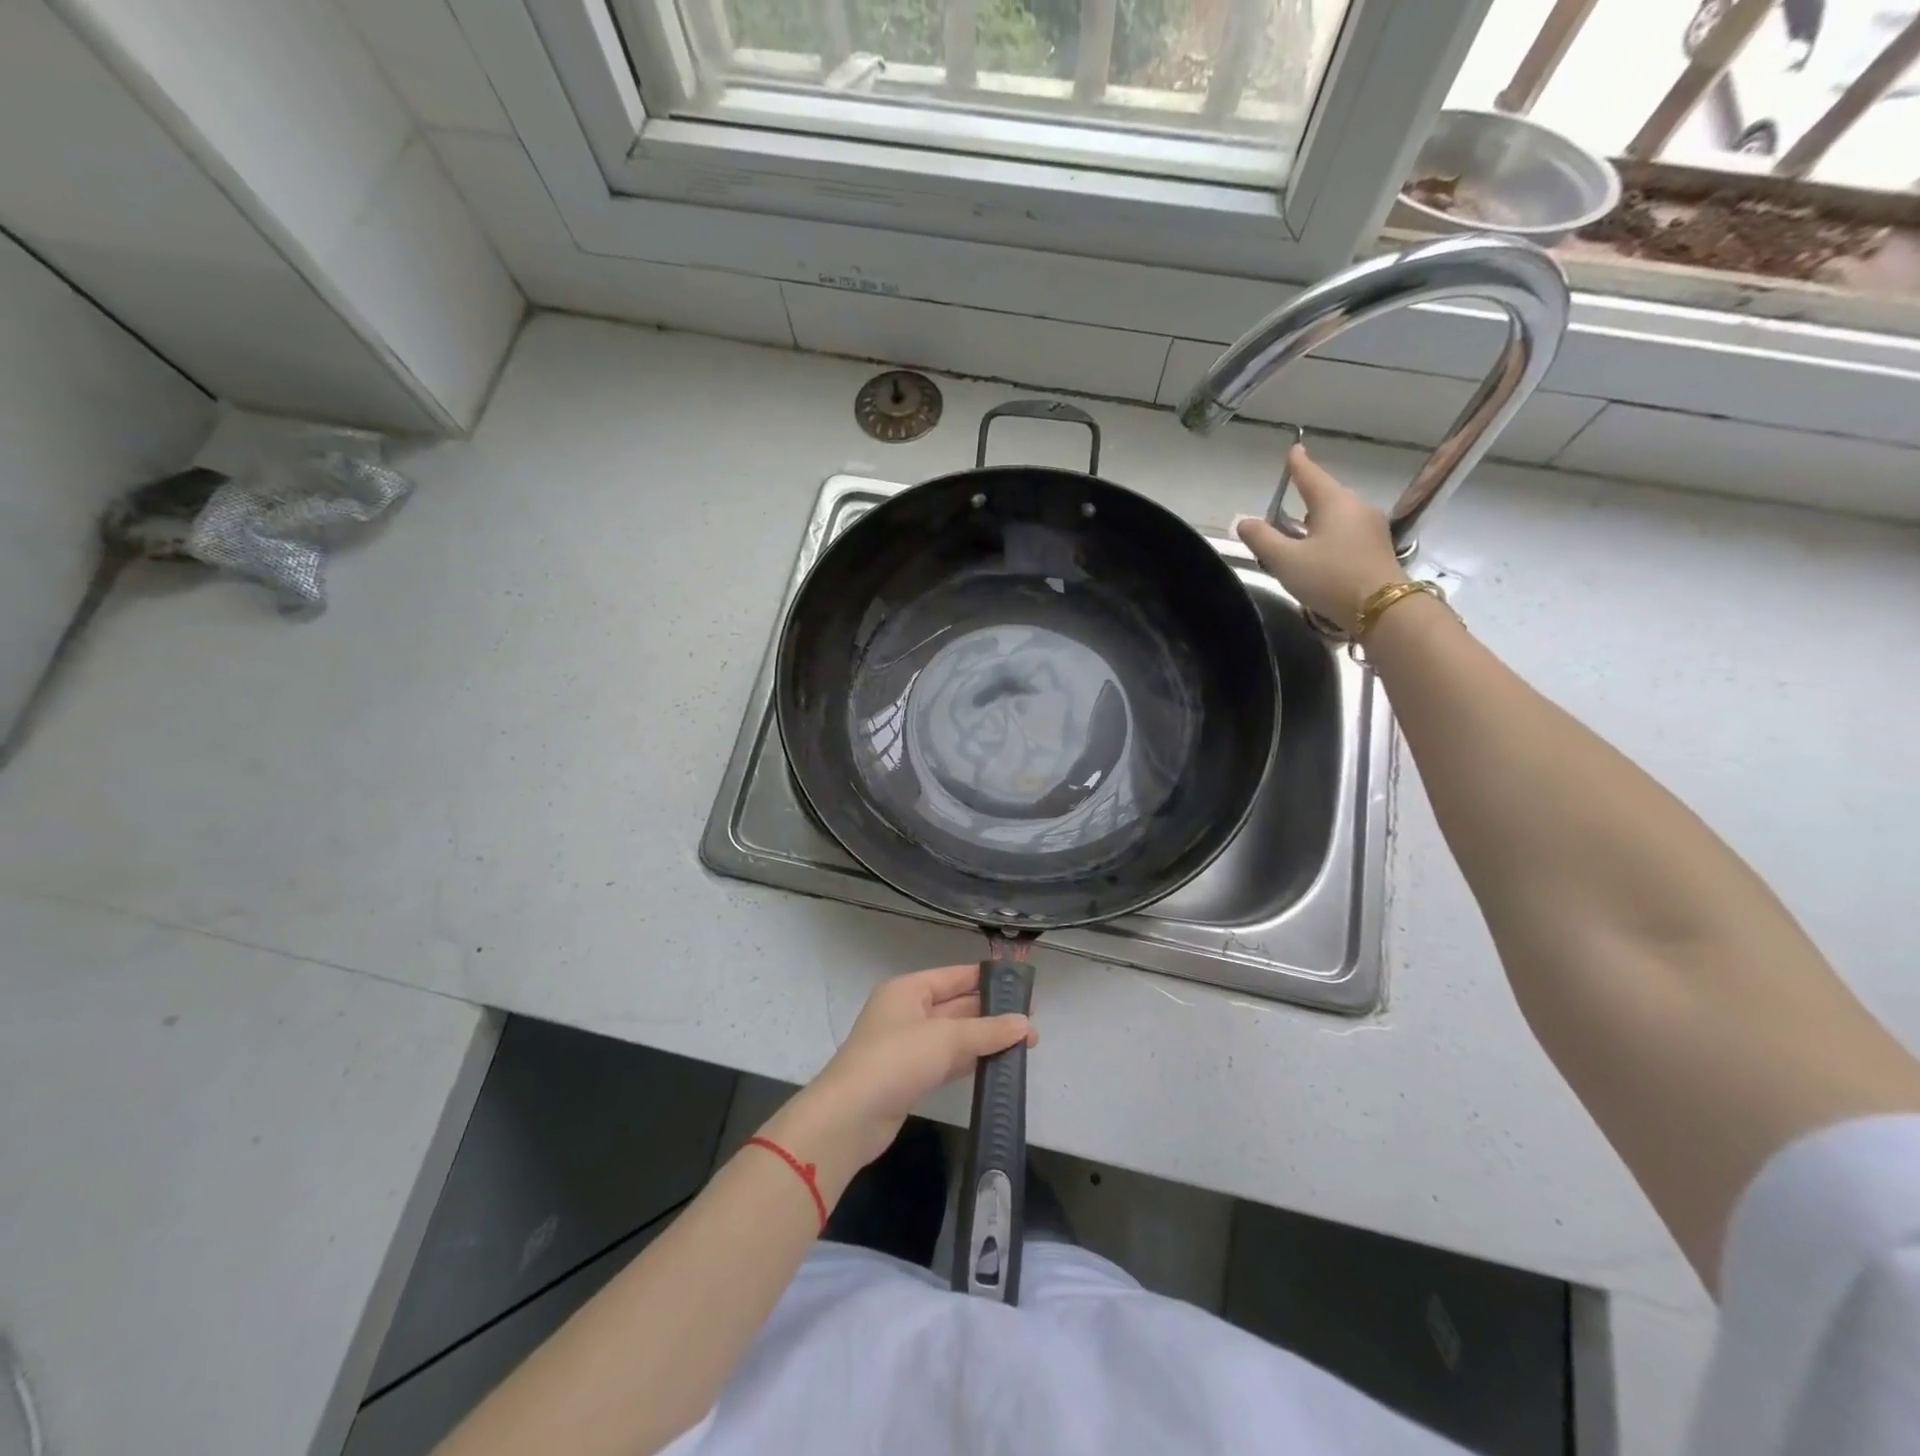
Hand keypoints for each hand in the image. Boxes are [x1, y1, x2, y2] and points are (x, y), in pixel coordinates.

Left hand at [777, 965, 1036, 1173]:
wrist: (851, 1117)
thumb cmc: (897, 1060)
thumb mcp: (946, 1037)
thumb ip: (987, 1030)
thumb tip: (1025, 1024)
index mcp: (908, 989)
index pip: (954, 976)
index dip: (987, 979)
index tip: (1021, 986)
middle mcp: (907, 1011)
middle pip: (956, 1005)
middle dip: (992, 1013)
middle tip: (1032, 1022)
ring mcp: (908, 1046)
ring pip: (955, 1035)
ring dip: (986, 1038)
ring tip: (1026, 1044)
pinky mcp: (911, 1076)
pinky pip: (948, 1060)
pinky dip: (971, 1060)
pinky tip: (999, 1064)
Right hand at [1236, 445, 1406, 632]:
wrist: (1381, 608)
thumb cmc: (1330, 578)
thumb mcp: (1286, 560)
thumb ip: (1262, 539)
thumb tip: (1244, 521)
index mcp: (1333, 502)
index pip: (1310, 475)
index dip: (1298, 464)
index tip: (1294, 449)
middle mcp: (1356, 507)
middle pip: (1326, 495)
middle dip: (1306, 497)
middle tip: (1288, 501)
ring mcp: (1371, 528)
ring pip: (1337, 515)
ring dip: (1317, 520)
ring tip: (1299, 531)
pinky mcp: (1377, 548)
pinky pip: (1347, 532)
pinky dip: (1330, 536)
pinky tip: (1320, 551)